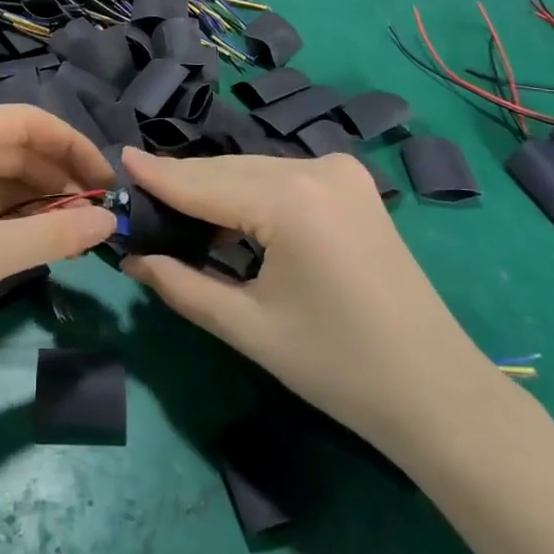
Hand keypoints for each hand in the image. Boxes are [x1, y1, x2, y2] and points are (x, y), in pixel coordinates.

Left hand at [0, 105, 114, 368]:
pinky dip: (10, 214)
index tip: (107, 182)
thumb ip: (50, 236)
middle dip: (58, 176)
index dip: (73, 146)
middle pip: (13, 147)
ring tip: (75, 228)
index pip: (26, 122)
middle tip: (97, 214)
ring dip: (36, 198)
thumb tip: (110, 223)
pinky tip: (35, 236)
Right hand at [119, 149, 495, 450]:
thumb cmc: (337, 367)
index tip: (116, 160)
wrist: (436, 393)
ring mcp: (340, 172)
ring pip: (255, 171)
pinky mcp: (352, 186)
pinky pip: (282, 179)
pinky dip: (248, 195)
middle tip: (137, 199)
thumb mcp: (248, 327)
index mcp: (291, 199)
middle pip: (229, 170)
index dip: (158, 175)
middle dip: (183, 185)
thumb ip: (182, 285)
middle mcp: (316, 168)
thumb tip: (132, 258)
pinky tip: (224, 217)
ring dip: (215, 190)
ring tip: (170, 210)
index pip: (205, 183)